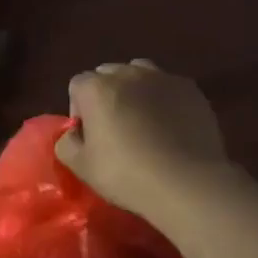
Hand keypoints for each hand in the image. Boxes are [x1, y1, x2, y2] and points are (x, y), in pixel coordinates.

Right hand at [55, 60, 226, 230]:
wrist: (187, 183)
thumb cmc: (126, 175)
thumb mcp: (80, 167)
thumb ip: (66, 143)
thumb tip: (73, 134)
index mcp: (97, 88)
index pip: (77, 85)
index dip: (79, 109)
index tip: (88, 135)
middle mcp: (128, 74)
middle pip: (108, 74)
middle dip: (105, 95)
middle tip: (113, 127)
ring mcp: (163, 78)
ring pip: (140, 73)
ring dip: (135, 91)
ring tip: (142, 120)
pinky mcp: (191, 90)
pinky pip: (168, 86)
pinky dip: (163, 99)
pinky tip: (170, 126)